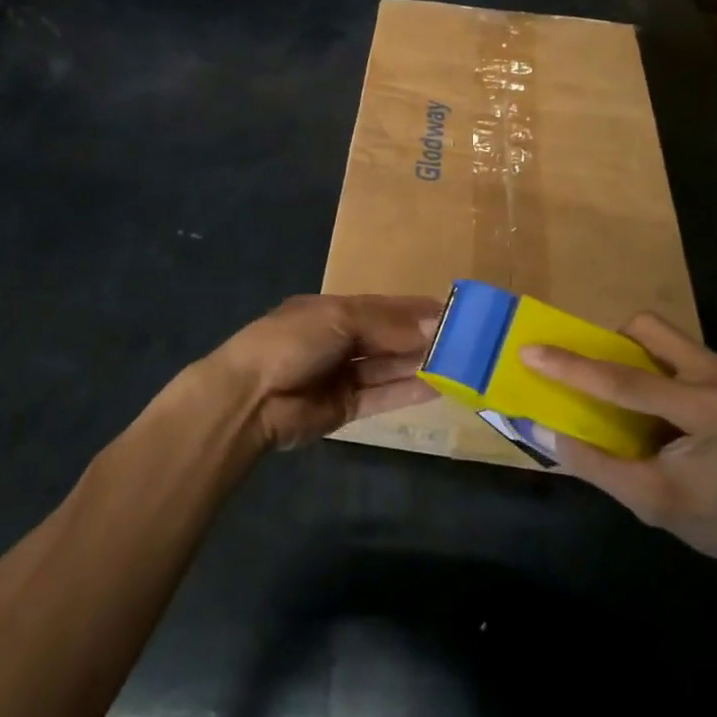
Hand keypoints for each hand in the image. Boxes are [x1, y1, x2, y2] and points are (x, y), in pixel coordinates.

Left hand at [205, 294, 441, 451]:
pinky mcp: (345, 408)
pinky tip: (437, 388)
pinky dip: (408, 392)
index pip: (385, 308)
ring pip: (389, 368)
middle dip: (422, 338)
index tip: (454, 312)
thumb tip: (434, 322)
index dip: (417, 310)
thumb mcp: (339, 318)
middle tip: (466, 342)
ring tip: (459, 365)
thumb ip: (387, 323)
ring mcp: (343, 375)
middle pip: (389, 338)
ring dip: (420, 365)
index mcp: (335, 310)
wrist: (250, 398)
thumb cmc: (292, 342)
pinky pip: (382, 397)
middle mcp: (342, 340)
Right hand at [523, 314, 716, 582]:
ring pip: (661, 335)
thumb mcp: (651, 501)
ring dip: (629, 353)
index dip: (571, 366)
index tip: (529, 350)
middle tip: (586, 375)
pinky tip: (647, 403)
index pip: (623, 380)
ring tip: (615, 392)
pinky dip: (649, 366)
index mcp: (705, 409)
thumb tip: (539, 430)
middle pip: (646, 330)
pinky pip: (675, 351)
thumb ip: (593, 463)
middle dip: (607, 345)